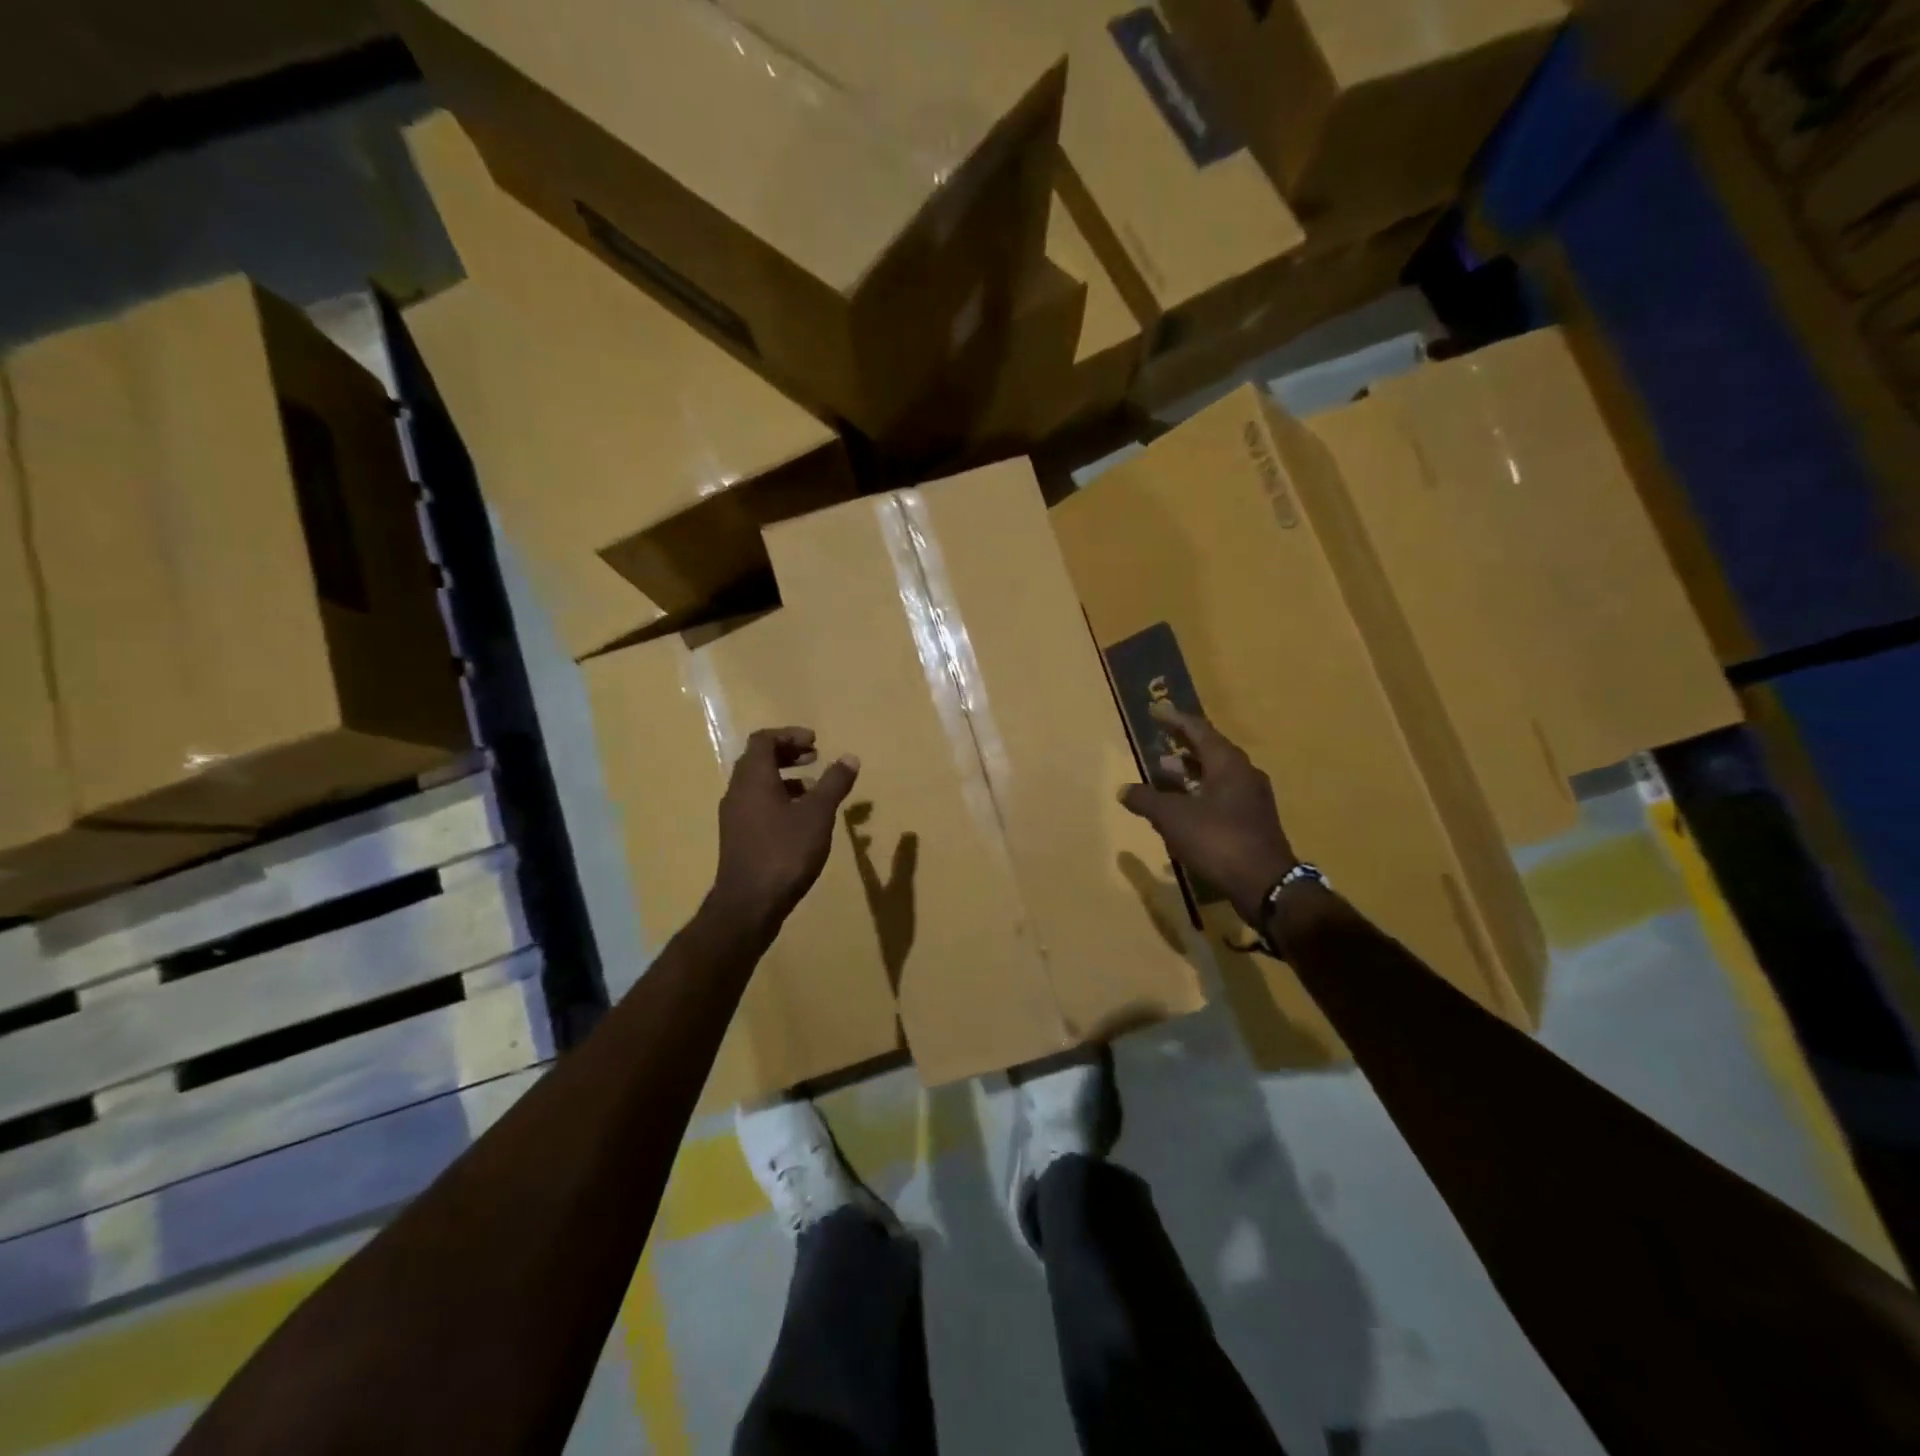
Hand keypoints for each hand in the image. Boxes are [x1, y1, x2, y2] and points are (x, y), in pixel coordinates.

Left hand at [713, 727, 859, 923]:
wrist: (749, 904)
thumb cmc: (785, 852)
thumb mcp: (818, 814)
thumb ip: (834, 783)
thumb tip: (849, 757)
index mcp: (753, 778)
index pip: (764, 740)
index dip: (790, 735)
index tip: (816, 742)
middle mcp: (738, 791)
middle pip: (758, 759)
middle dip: (788, 754)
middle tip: (815, 758)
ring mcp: (734, 816)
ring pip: (757, 784)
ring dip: (785, 778)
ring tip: (813, 788)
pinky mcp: (737, 837)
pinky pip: (757, 804)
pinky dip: (778, 799)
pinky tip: (800, 819)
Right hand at [1118, 703, 1297, 926]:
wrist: (1265, 884)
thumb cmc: (1217, 840)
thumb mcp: (1173, 818)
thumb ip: (1147, 800)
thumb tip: (1124, 790)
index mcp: (1228, 764)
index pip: (1199, 730)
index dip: (1175, 720)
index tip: (1156, 710)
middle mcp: (1244, 775)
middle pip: (1210, 751)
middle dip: (1183, 745)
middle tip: (1160, 739)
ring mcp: (1252, 800)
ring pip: (1216, 776)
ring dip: (1190, 772)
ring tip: (1164, 773)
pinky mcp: (1252, 823)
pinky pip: (1221, 797)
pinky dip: (1199, 795)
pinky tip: (1181, 810)